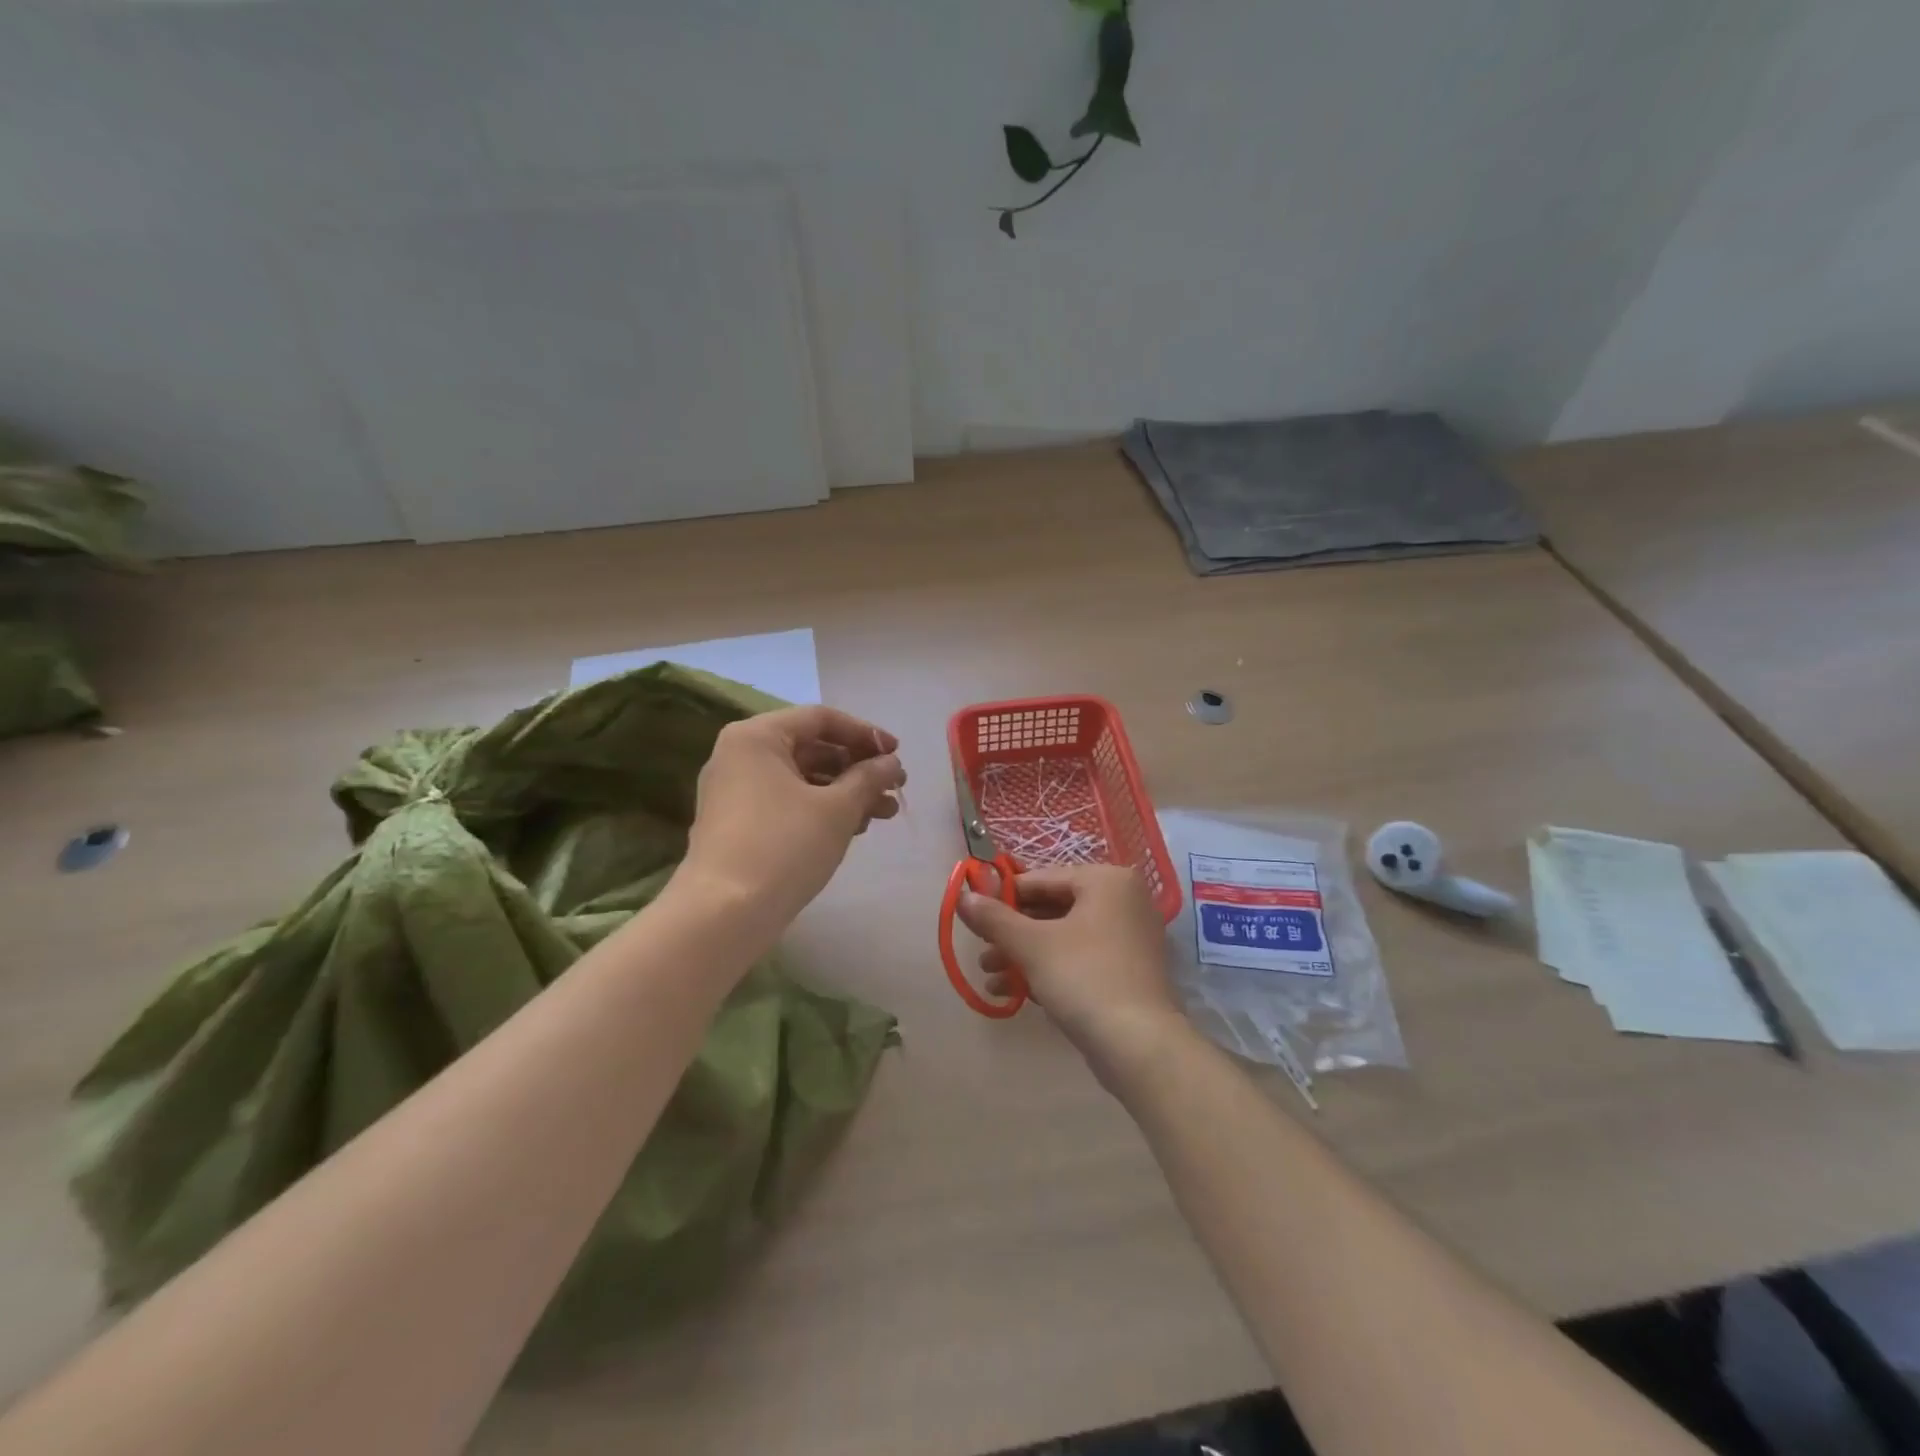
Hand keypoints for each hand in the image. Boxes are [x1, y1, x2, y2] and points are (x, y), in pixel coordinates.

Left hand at [682, 705, 905, 928]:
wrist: (723, 914)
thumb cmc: (784, 846)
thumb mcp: (837, 808)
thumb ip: (869, 778)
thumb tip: (891, 763)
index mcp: (757, 737)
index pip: (821, 719)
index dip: (865, 733)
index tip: (897, 754)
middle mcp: (740, 755)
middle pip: (811, 748)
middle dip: (858, 768)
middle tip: (895, 787)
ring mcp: (735, 791)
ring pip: (802, 779)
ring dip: (846, 792)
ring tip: (884, 814)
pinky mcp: (738, 823)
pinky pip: (787, 802)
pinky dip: (821, 809)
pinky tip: (855, 828)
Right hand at [955, 864, 1182, 1069]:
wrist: (1140, 1046)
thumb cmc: (1084, 978)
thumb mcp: (1031, 945)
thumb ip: (994, 918)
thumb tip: (962, 896)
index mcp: (1107, 880)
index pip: (1042, 879)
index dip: (1003, 897)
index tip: (974, 916)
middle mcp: (1124, 901)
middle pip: (1053, 909)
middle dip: (1012, 933)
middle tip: (981, 953)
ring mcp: (1129, 938)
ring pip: (1064, 937)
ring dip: (1024, 955)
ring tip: (990, 977)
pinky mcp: (1128, 972)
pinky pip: (1080, 959)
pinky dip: (1049, 969)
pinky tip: (1015, 992)